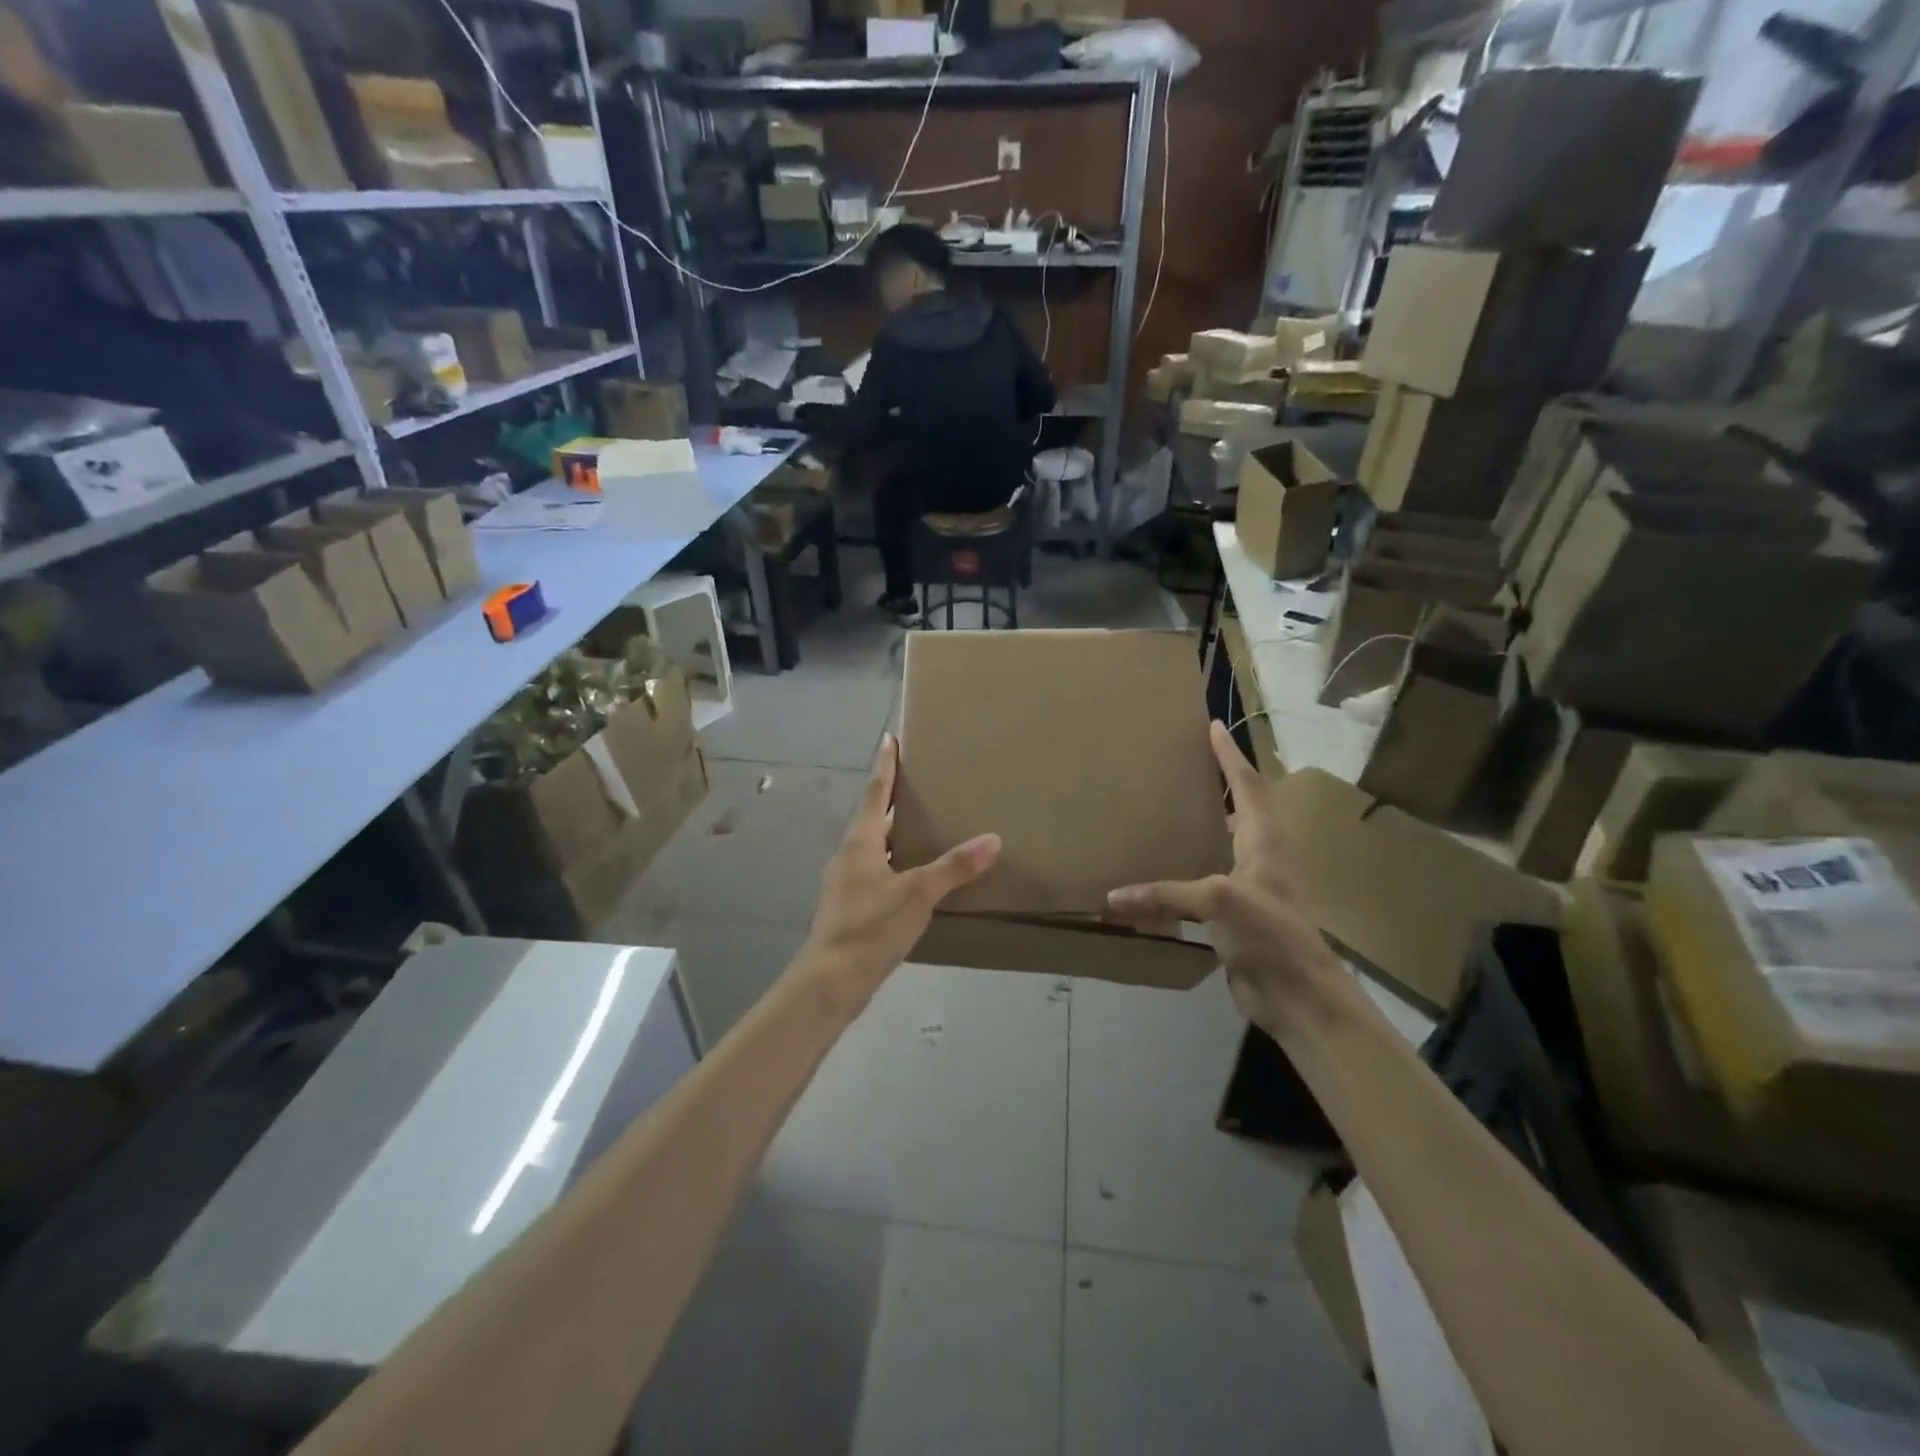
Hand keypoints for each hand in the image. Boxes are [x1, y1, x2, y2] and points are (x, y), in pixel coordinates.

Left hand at [802, 734, 1000, 998]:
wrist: (830, 982)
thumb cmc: (871, 927)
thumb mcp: (918, 893)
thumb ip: (955, 867)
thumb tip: (993, 839)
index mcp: (861, 841)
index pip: (876, 792)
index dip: (886, 765)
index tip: (889, 738)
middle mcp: (850, 855)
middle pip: (874, 818)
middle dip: (895, 800)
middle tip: (921, 784)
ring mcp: (847, 883)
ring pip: (875, 847)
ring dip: (896, 834)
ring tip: (926, 828)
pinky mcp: (851, 908)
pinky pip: (877, 873)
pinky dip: (897, 864)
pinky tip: (916, 878)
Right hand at [1105, 722, 1340, 1031]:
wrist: (1297, 996)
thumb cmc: (1270, 933)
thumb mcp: (1219, 900)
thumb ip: (1165, 895)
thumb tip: (1112, 898)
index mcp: (1265, 841)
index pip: (1248, 785)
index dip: (1230, 756)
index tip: (1213, 727)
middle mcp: (1261, 858)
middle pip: (1244, 809)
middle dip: (1221, 783)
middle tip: (1187, 765)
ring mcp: (1252, 888)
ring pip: (1226, 845)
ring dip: (1206, 825)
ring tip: (1170, 810)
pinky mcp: (1238, 917)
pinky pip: (1208, 882)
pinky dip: (1187, 870)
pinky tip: (1163, 872)